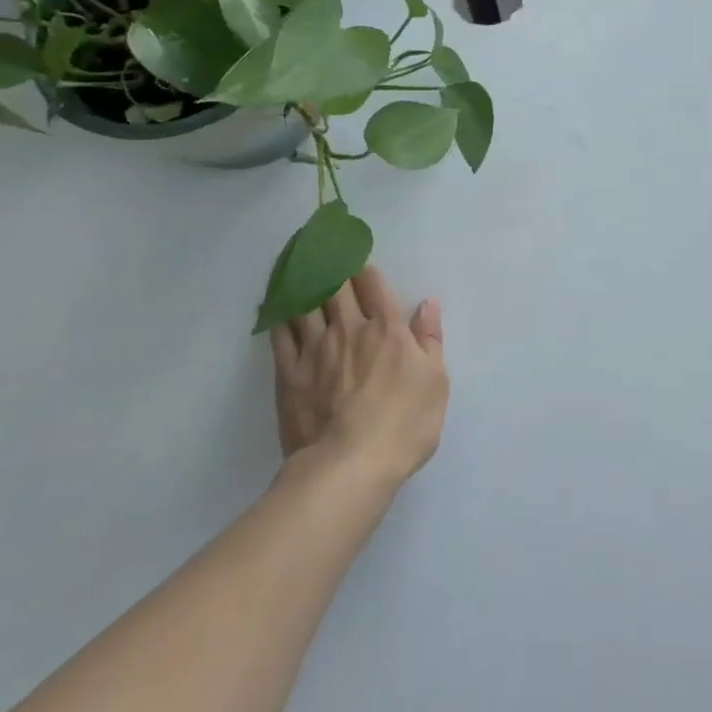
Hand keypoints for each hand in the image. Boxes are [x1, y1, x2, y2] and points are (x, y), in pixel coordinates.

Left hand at [271, 265, 447, 486]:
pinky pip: (280, 334)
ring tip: (294, 261)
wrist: (349, 467)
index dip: (363, 267)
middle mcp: (349, 328)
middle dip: (328, 262)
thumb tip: (427, 303)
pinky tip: (276, 304)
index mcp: (387, 329)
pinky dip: (279, 313)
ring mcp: (315, 349)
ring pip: (305, 302)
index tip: (354, 253)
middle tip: (319, 243)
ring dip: (300, 278)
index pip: (372, 284)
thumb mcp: (435, 382)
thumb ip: (430, 339)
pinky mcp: (289, 374)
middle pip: (335, 285)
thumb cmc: (403, 425)